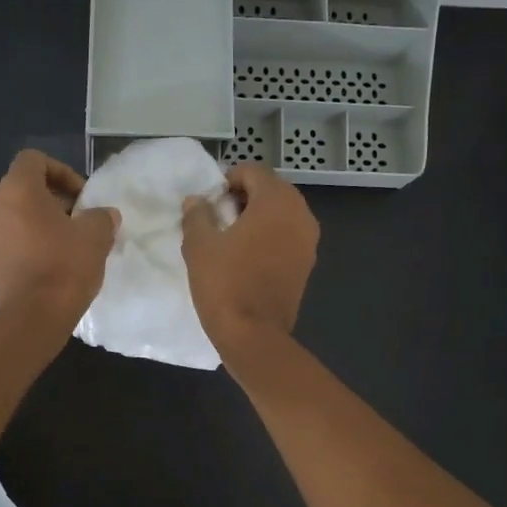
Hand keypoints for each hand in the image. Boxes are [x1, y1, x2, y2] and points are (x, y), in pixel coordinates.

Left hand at [0, 150, 119, 317]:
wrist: (34, 316)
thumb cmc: (64, 265)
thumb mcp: (95, 235)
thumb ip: (101, 216)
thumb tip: (104, 215)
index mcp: (15, 189)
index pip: (34, 159)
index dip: (62, 171)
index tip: (82, 196)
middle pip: (24, 186)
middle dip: (54, 197)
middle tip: (80, 218)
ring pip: (16, 213)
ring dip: (42, 219)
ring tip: (69, 241)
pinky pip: (11, 236)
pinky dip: (30, 239)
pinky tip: (54, 260)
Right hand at [181, 163, 318, 351]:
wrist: (253, 335)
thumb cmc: (225, 283)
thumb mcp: (199, 245)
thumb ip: (197, 215)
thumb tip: (197, 201)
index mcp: (277, 201)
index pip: (252, 171)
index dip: (226, 181)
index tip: (209, 203)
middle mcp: (300, 214)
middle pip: (270, 190)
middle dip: (243, 198)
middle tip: (217, 219)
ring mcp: (309, 241)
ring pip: (281, 214)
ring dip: (257, 218)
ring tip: (230, 240)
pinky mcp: (307, 264)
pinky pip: (287, 237)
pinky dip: (269, 238)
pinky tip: (246, 258)